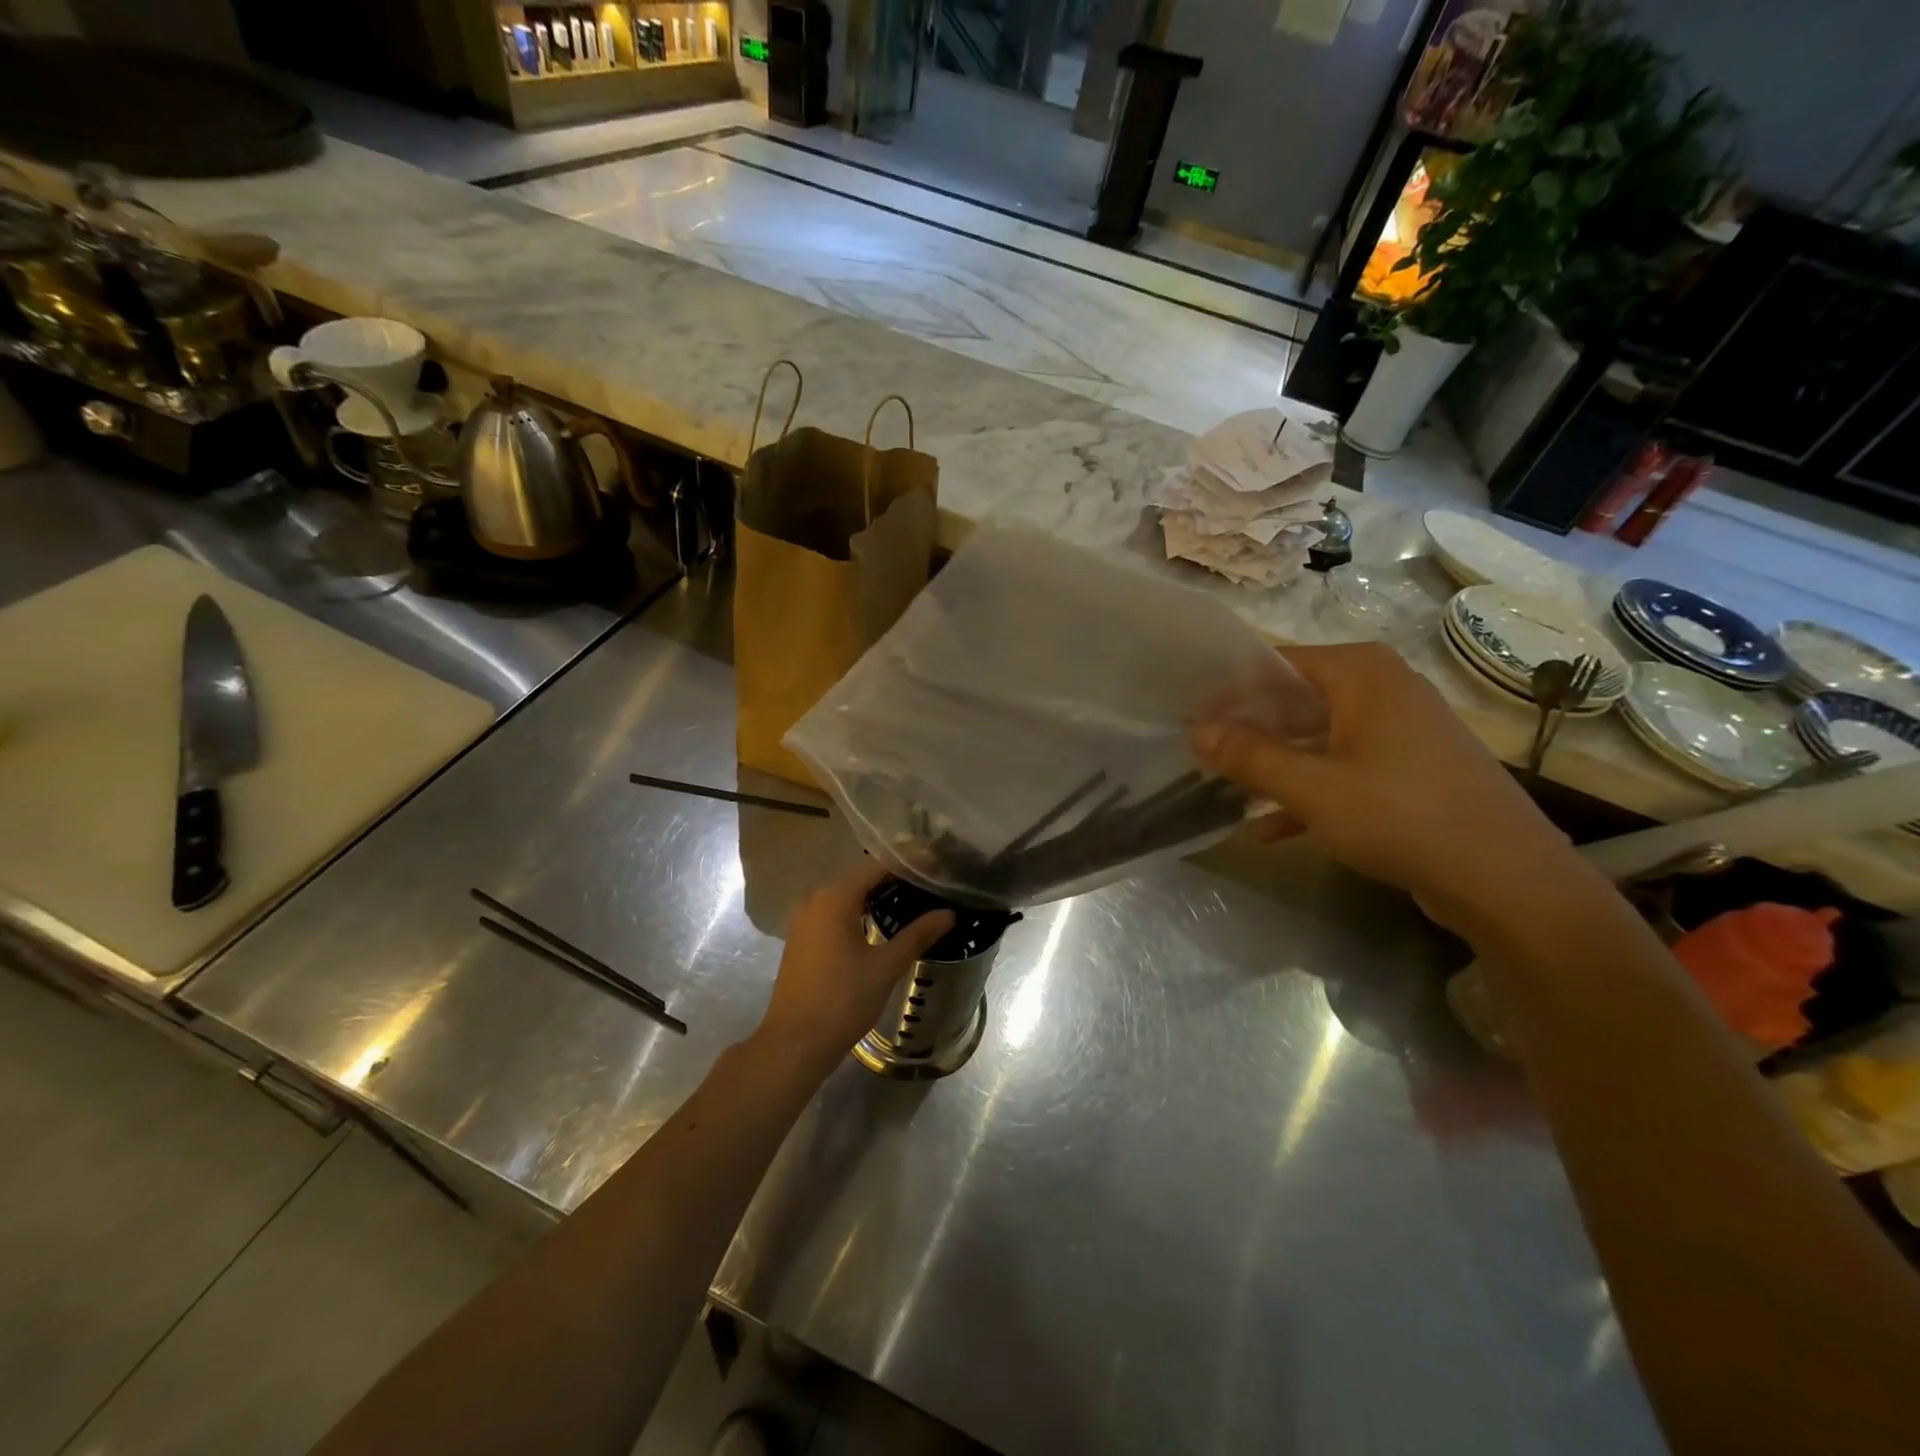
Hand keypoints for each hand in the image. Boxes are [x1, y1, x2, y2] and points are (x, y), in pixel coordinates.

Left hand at [753, 858, 953, 1065]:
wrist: (794, 1043)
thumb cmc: (842, 1000)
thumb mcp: (885, 967)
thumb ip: (917, 935)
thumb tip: (948, 913)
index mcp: (836, 897)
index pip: (877, 865)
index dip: (908, 862)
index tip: (936, 863)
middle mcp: (816, 899)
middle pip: (861, 877)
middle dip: (895, 878)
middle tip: (931, 882)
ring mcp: (805, 919)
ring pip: (848, 896)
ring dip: (878, 896)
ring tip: (915, 900)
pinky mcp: (802, 939)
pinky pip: (836, 913)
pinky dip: (860, 912)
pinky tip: (883, 924)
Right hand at [1191, 642, 1592, 937]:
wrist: (1508, 880)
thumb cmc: (1402, 816)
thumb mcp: (1312, 787)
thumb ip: (1250, 756)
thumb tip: (1196, 732)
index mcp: (1362, 673)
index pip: (1275, 664)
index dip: (1228, 692)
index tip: (1190, 722)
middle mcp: (1383, 688)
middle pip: (1295, 698)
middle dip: (1248, 730)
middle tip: (1203, 755)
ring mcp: (1400, 730)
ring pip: (1317, 736)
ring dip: (1274, 763)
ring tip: (1227, 788)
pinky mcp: (1410, 769)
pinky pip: (1343, 766)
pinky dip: (1309, 790)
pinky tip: (1271, 828)